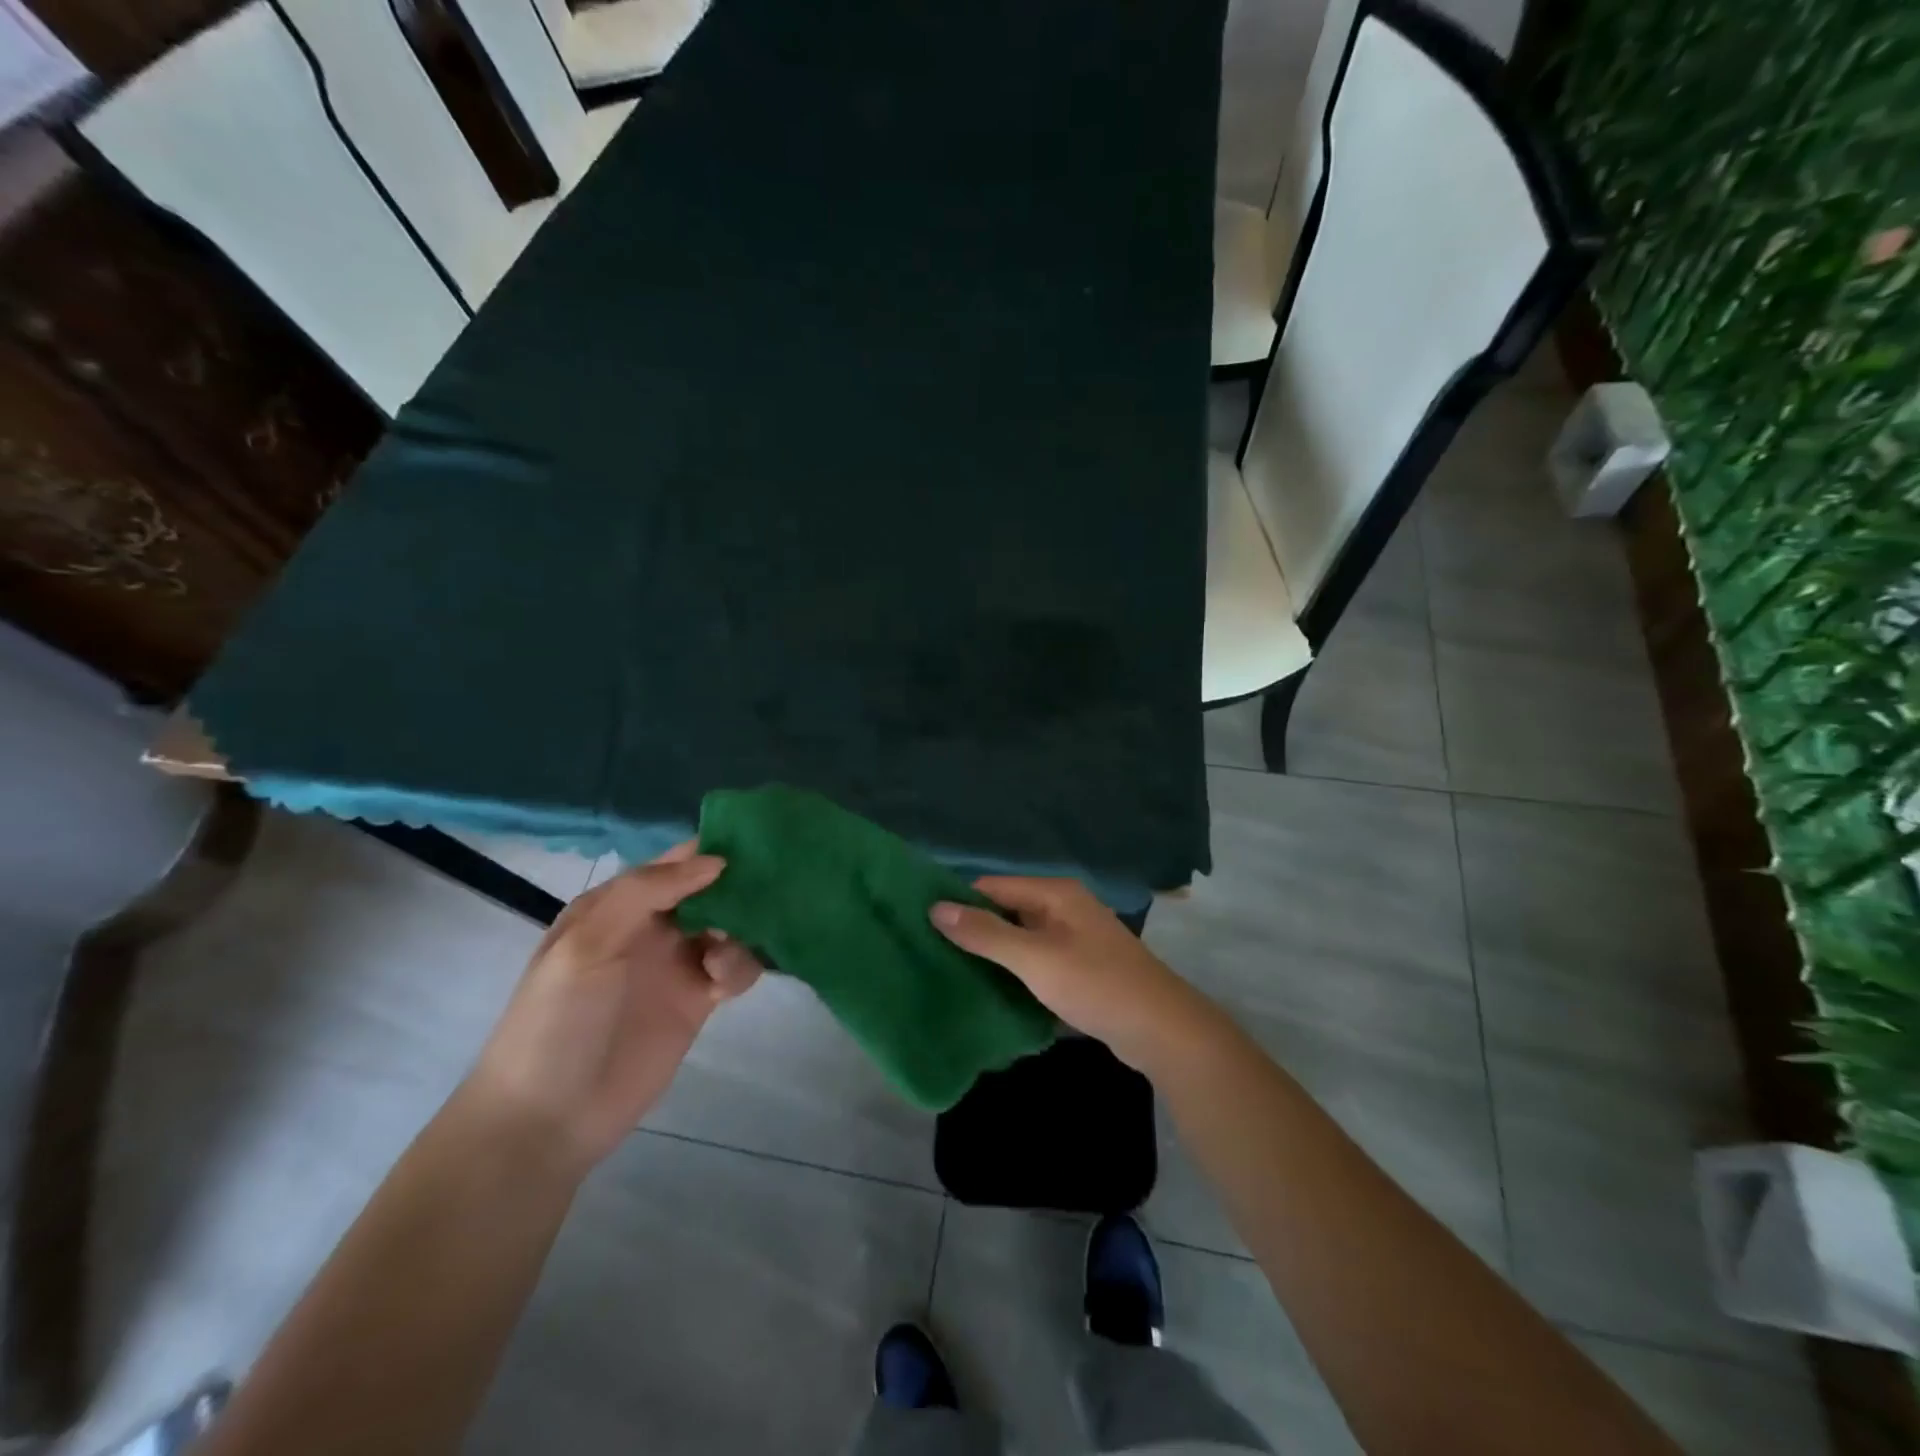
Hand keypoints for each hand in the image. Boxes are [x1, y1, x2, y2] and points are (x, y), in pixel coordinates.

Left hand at [462, 842, 760, 1172]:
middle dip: (738, 888)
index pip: (674, 862)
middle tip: (761, 897)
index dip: (710, 851)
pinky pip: (735, 968)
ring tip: (724, 955)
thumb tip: (715, 861)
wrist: (549, 1119)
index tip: (754, 845)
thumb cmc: (558, 1020)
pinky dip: (741, 966)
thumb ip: (647, 892)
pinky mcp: (698, 1001)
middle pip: (710, 890)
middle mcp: (651, 926)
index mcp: (617, 904)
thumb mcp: (587, 943)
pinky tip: (724, 984)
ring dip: (741, 929)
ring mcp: (676, 964)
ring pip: (730, 926)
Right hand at [930, 877, 1215, 1073]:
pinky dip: (1014, 974)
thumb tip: (936, 908)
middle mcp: (1064, 908)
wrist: (1161, 1030)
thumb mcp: (1035, 958)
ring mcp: (1074, 939)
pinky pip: (1035, 963)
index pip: (992, 887)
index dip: (958, 903)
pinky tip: (989, 993)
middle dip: (973, 931)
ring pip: (1020, 940)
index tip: (921, 925)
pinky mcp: (1079, 969)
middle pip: (1006, 912)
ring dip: (992, 956)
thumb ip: (986, 933)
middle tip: (929, 955)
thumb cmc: (1096, 984)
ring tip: (950, 975)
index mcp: (1054, 894)